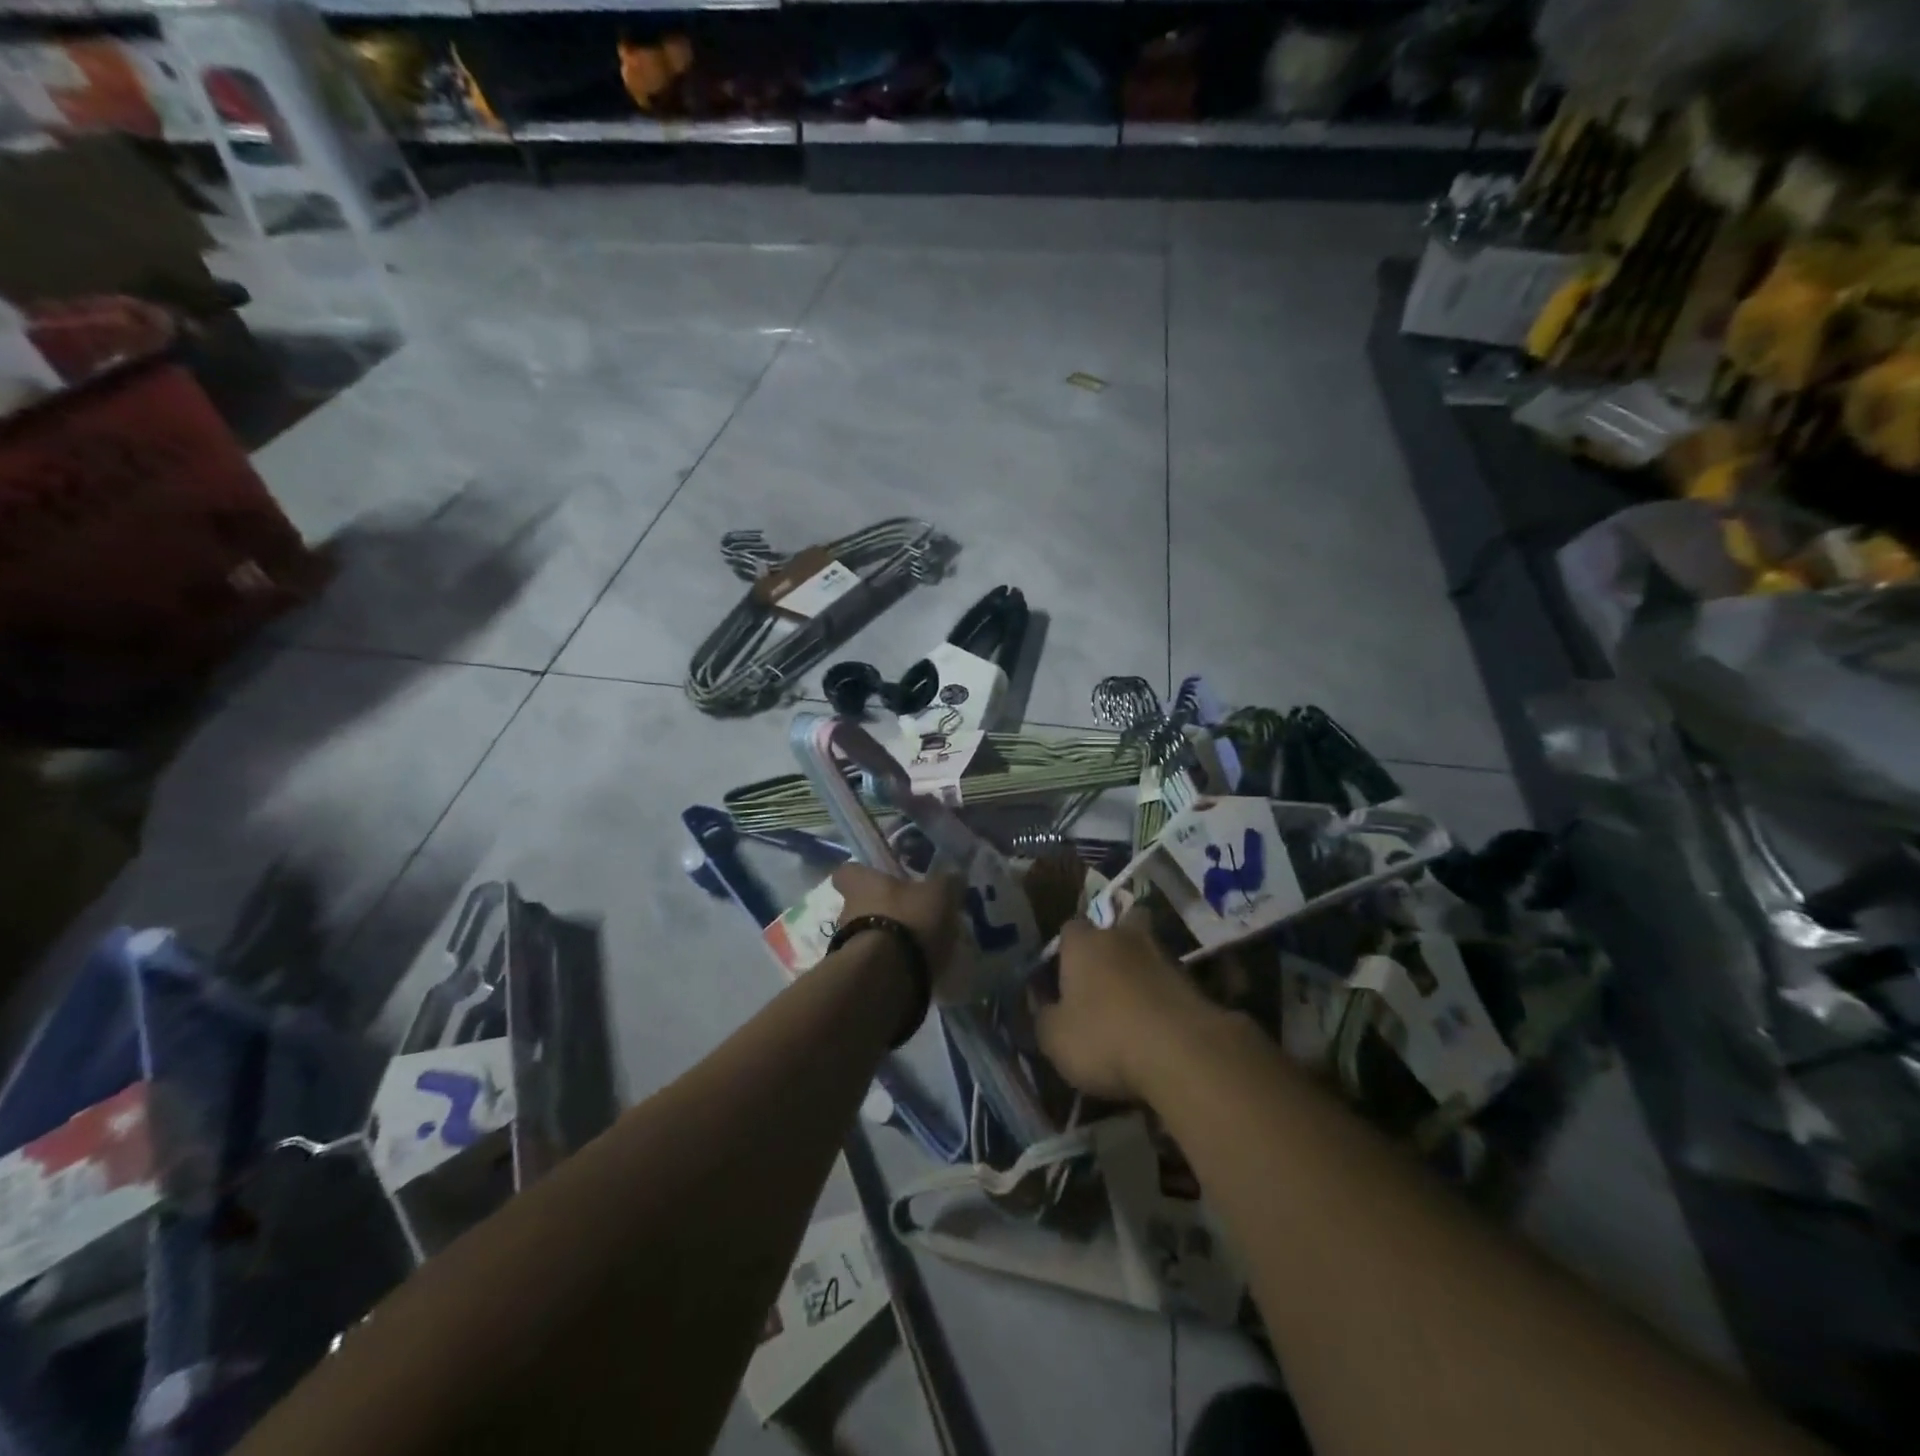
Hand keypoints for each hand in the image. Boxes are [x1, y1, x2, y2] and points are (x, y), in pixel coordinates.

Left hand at [831, 863, 963, 988]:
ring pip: (866, 934)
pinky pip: (874, 963)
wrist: (887, 976)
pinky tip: (913, 967)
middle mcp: (846, 911)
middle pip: (858, 905)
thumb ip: (947, 882)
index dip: (861, 874)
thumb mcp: (939, 894)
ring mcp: (847, 945)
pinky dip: (890, 963)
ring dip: (886, 938)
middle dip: (881, 910)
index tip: (879, 878)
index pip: (846, 872)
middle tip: (909, 914)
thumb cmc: (908, 920)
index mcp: (861, 884)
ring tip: (915, 945)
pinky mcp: (857, 975)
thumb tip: (954, 875)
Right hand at [1031, 911, 1218, 1101]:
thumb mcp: (1054, 1038)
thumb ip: (1043, 1016)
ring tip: (1130, 1007)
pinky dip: (1160, 996)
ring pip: (1145, 952)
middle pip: (1116, 928)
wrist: (1181, 1054)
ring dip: (1138, 972)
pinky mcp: (1192, 983)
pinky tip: (1155, 1024)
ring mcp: (1162, 956)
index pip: (1068, 929)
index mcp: (1084, 943)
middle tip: (1101, 980)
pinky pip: (1167, 982)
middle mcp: (1122, 937)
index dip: (1063, 951)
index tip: (1060, 978)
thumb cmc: (1104, 1038)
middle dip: (1109, 946)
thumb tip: (1042, 1004)